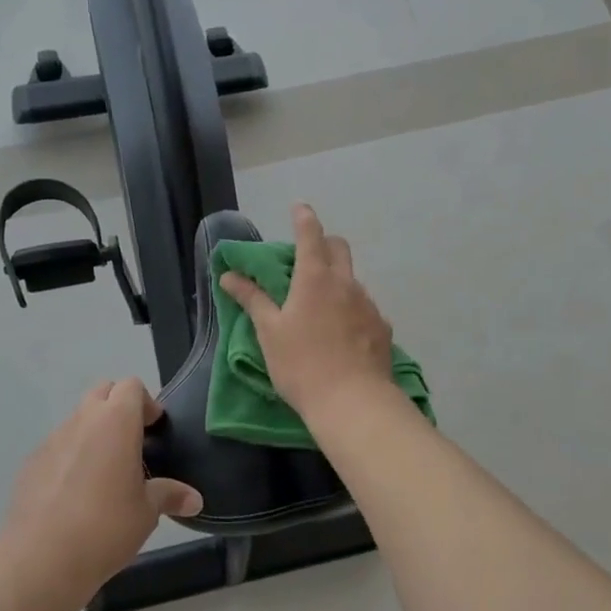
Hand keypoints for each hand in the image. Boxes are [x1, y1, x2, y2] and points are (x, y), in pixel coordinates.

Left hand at [1, 378, 202, 603]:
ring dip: (93, 433)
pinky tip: (75, 494)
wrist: (40, 559)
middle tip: (132, 443)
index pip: (131, 386)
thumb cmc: (106, 526)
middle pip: (102, 393)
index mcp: (115, 422)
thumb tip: (194, 499)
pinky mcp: (31, 463)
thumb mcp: (147, 512)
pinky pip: (57, 448)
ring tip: (105, 473)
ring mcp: (51, 440)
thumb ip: (169, 495)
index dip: (146, 402)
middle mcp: (82, 421)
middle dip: (118, 408)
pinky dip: (70, 457)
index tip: (154, 429)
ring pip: (77, 420)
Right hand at [218, 204, 397, 428]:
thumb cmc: (301, 364)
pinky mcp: (382, 328)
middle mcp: (346, 283)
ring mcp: (368, 304)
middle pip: (339, 248)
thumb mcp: (269, 332)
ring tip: (321, 310)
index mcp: (314, 278)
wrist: (353, 402)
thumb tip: (229, 274)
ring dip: (337, 282)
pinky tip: (342, 335)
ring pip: (352, 280)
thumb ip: (252, 299)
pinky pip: (364, 308)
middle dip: (324, 244)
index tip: (299, 208)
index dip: (303, 217)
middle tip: (306, 260)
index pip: (310, 234)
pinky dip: (351, 310)